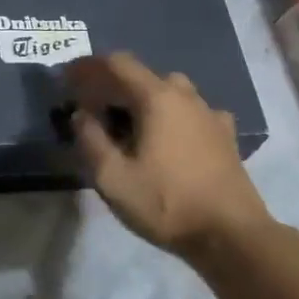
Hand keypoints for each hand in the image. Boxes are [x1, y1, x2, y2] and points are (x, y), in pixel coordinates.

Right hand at [66, 52, 272, 261]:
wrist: (231, 234)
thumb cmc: (166, 203)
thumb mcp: (113, 178)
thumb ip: (91, 140)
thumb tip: (81, 115)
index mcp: (157, 98)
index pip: (118, 64)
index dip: (89, 66)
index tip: (67, 78)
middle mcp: (186, 96)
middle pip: (143, 76)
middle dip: (114, 86)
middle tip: (93, 108)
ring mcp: (210, 113)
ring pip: (169, 93)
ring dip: (143, 100)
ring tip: (127, 124)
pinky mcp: (225, 135)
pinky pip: (190, 113)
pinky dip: (170, 117)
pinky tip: (168, 138)